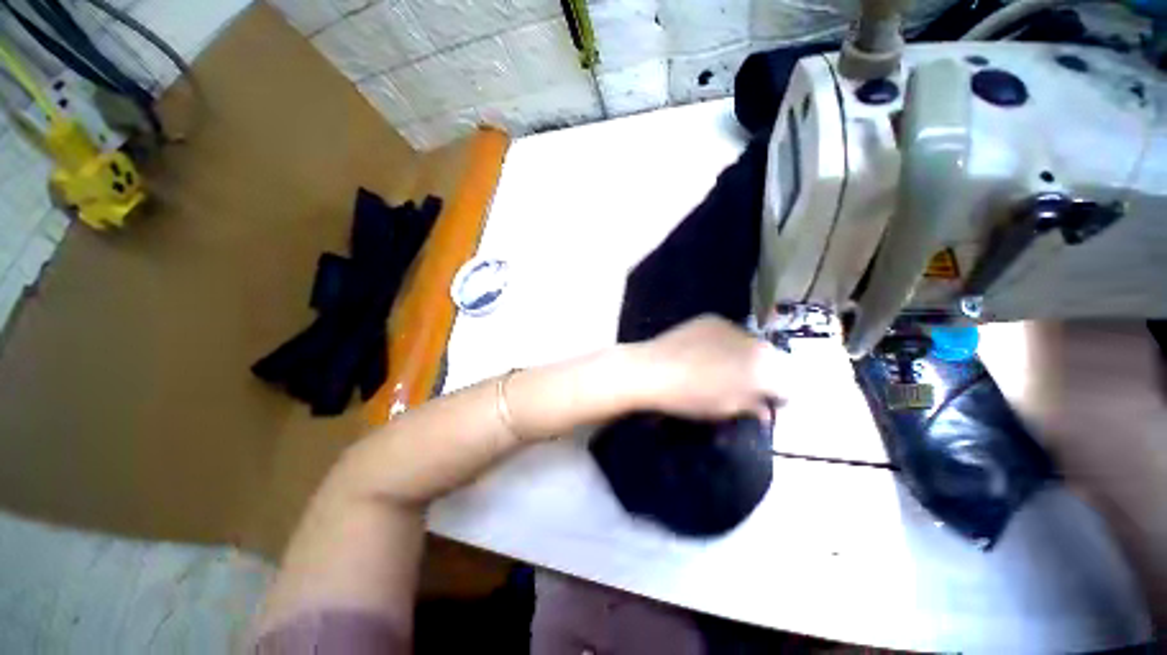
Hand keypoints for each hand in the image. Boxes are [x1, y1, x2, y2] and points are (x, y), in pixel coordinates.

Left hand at [630, 315, 788, 420]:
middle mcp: (754, 341)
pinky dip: (725, 343)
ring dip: (744, 356)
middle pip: (770, 359)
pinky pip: (727, 333)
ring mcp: (730, 326)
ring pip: (749, 343)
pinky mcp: (710, 319)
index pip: (787, 382)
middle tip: (746, 385)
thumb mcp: (726, 409)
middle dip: (764, 373)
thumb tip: (764, 407)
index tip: (768, 403)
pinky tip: (705, 352)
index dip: (779, 394)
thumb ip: (753, 406)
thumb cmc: (690, 397)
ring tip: (723, 367)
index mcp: (763, 368)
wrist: (652, 369)